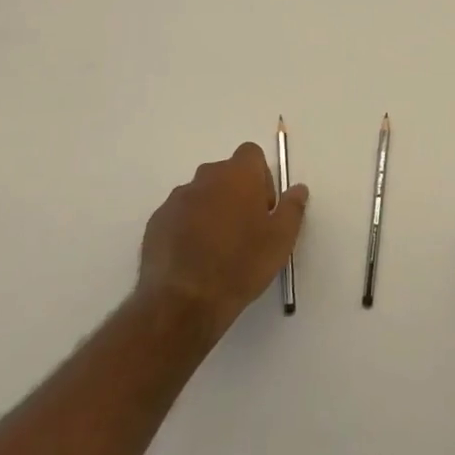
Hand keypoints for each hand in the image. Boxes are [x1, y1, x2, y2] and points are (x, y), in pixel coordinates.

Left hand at [138, 143, 307, 334]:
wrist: (184, 301)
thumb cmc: (241, 264)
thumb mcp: (281, 239)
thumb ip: (292, 207)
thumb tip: (298, 188)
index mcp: (238, 175)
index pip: (251, 154)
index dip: (260, 177)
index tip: (264, 208)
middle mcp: (205, 178)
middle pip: (225, 174)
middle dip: (236, 194)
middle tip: (245, 231)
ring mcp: (177, 199)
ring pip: (201, 195)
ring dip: (211, 211)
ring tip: (217, 249)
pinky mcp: (156, 222)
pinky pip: (179, 216)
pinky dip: (188, 228)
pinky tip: (194, 259)